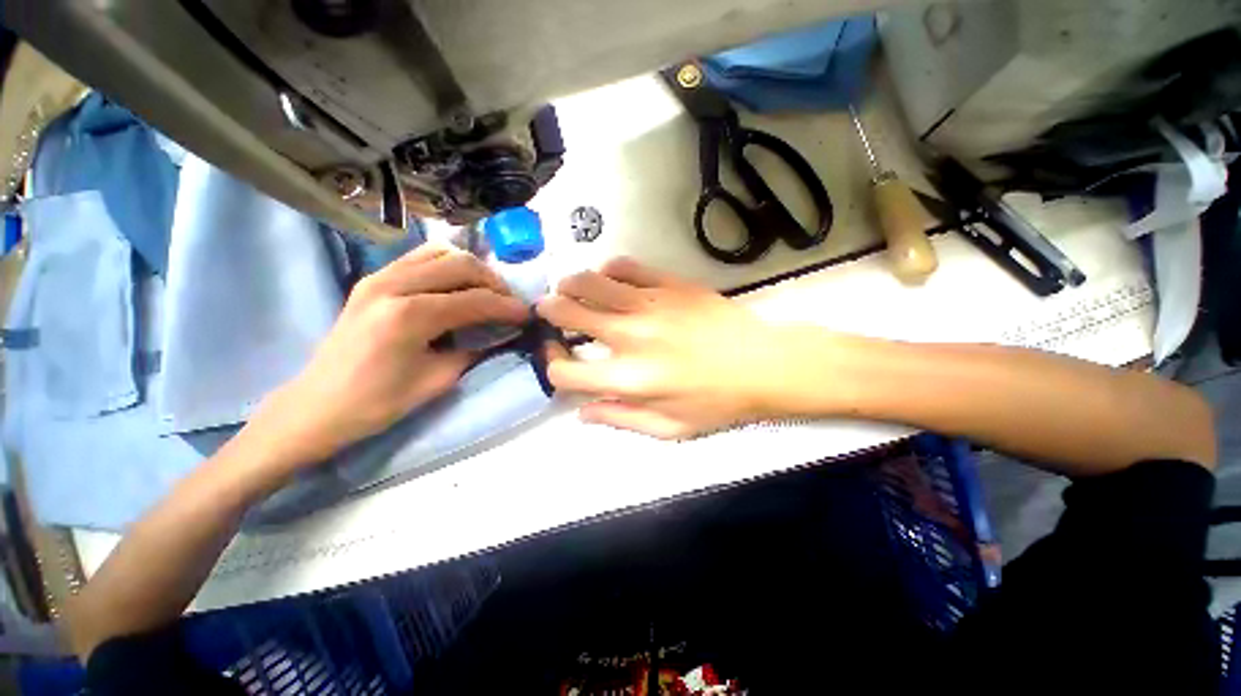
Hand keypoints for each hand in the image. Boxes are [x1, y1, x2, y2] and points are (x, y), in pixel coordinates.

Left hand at [254, 243, 527, 462]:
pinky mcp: (373, 278)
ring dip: (472, 270)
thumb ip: (474, 349)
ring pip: (442, 253)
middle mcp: (393, 284)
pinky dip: (448, 265)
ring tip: (486, 293)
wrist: (316, 405)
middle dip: (494, 283)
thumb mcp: (438, 380)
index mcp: (409, 315)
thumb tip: (501, 333)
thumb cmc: (377, 403)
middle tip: (509, 304)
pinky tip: (457, 286)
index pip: (475, 300)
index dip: (508, 307)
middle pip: (462, 264)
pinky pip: (421, 257)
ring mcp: (379, 276)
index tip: (528, 315)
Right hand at [536, 257, 790, 438]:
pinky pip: (627, 267)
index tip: (559, 358)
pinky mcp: (670, 284)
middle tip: (549, 312)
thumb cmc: (717, 403)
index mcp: (629, 379)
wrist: (764, 364)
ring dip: (571, 284)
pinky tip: (610, 278)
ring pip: (591, 282)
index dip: (553, 364)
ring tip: (569, 289)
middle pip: (569, 313)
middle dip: (550, 312)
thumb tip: (582, 412)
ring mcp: (650, 305)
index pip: (566, 371)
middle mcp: (630, 337)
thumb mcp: (669, 428)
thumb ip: (620, 419)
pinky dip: (610, 270)